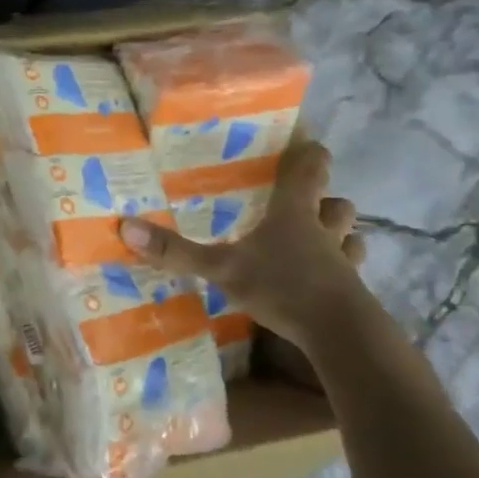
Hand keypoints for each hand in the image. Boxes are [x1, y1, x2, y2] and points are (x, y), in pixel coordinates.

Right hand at [120, 141, 366, 349]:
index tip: (306, 144)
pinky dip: (342, 270)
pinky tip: (325, 281)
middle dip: (326, 200)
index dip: (309, 155)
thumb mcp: (220, 268)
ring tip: (319, 240)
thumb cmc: (282, 286)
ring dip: (340, 234)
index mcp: (293, 213)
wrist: (340, 333)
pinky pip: (351, 271)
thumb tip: (125, 227)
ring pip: (351, 236)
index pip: (309, 170)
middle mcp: (323, 230)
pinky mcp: (353, 291)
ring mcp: (343, 261)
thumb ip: (177, 251)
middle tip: (306, 202)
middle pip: (336, 203)